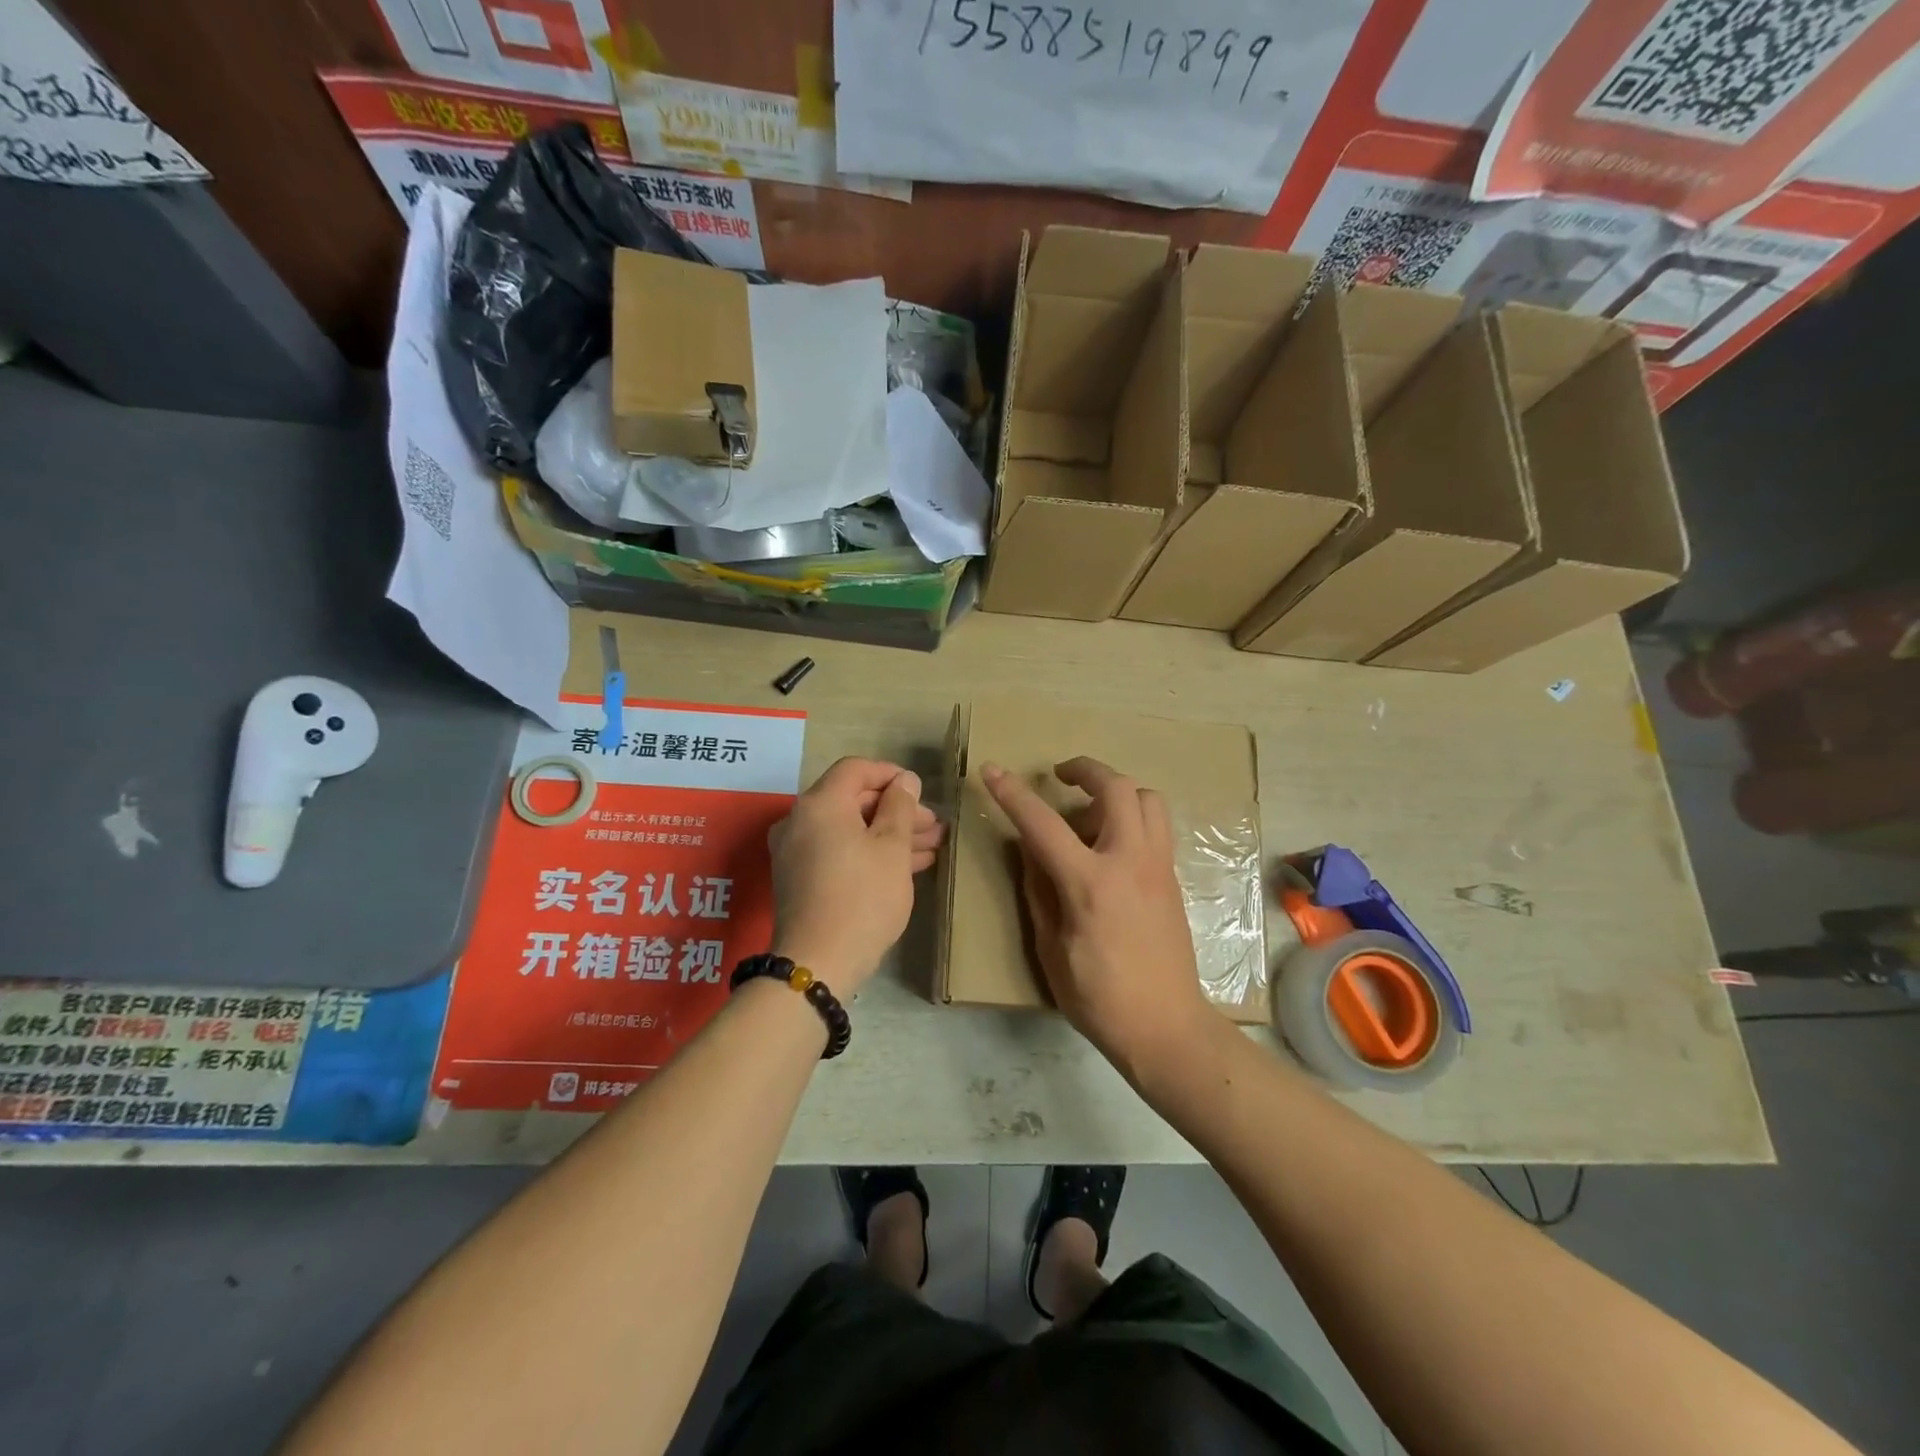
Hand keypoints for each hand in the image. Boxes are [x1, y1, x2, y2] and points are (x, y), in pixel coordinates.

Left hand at [768, 758, 942, 991]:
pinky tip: (907, 865)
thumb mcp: (891, 847)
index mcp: (820, 804)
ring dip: (888, 834)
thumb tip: (904, 780)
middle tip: (933, 825)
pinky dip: (869, 852)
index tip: (920, 790)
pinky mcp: (800, 879)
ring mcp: (796, 852)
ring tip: (931, 846)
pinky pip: (838, 851)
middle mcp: (800, 821)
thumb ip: (900, 806)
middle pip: (853, 800)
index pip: (855, 769)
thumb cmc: (863, 896)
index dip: (890, 774)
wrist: (819, 963)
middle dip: (896, 810)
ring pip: (849, 829)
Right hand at [981, 757, 1215, 1078]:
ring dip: (1117, 789)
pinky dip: (1134, 815)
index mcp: (1090, 884)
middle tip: (1061, 775)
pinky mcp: (1173, 878)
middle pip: (1116, 787)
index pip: (1043, 824)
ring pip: (1148, 798)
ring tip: (1092, 811)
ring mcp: (1158, 867)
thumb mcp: (1051, 948)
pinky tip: (1113, 842)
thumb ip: (1039, 890)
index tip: (992, 770)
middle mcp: (1130, 862)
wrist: (1166, 1027)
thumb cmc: (1099, 997)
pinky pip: (1157, 825)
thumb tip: (1030, 849)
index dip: (1012, 794)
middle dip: (1085, 769)